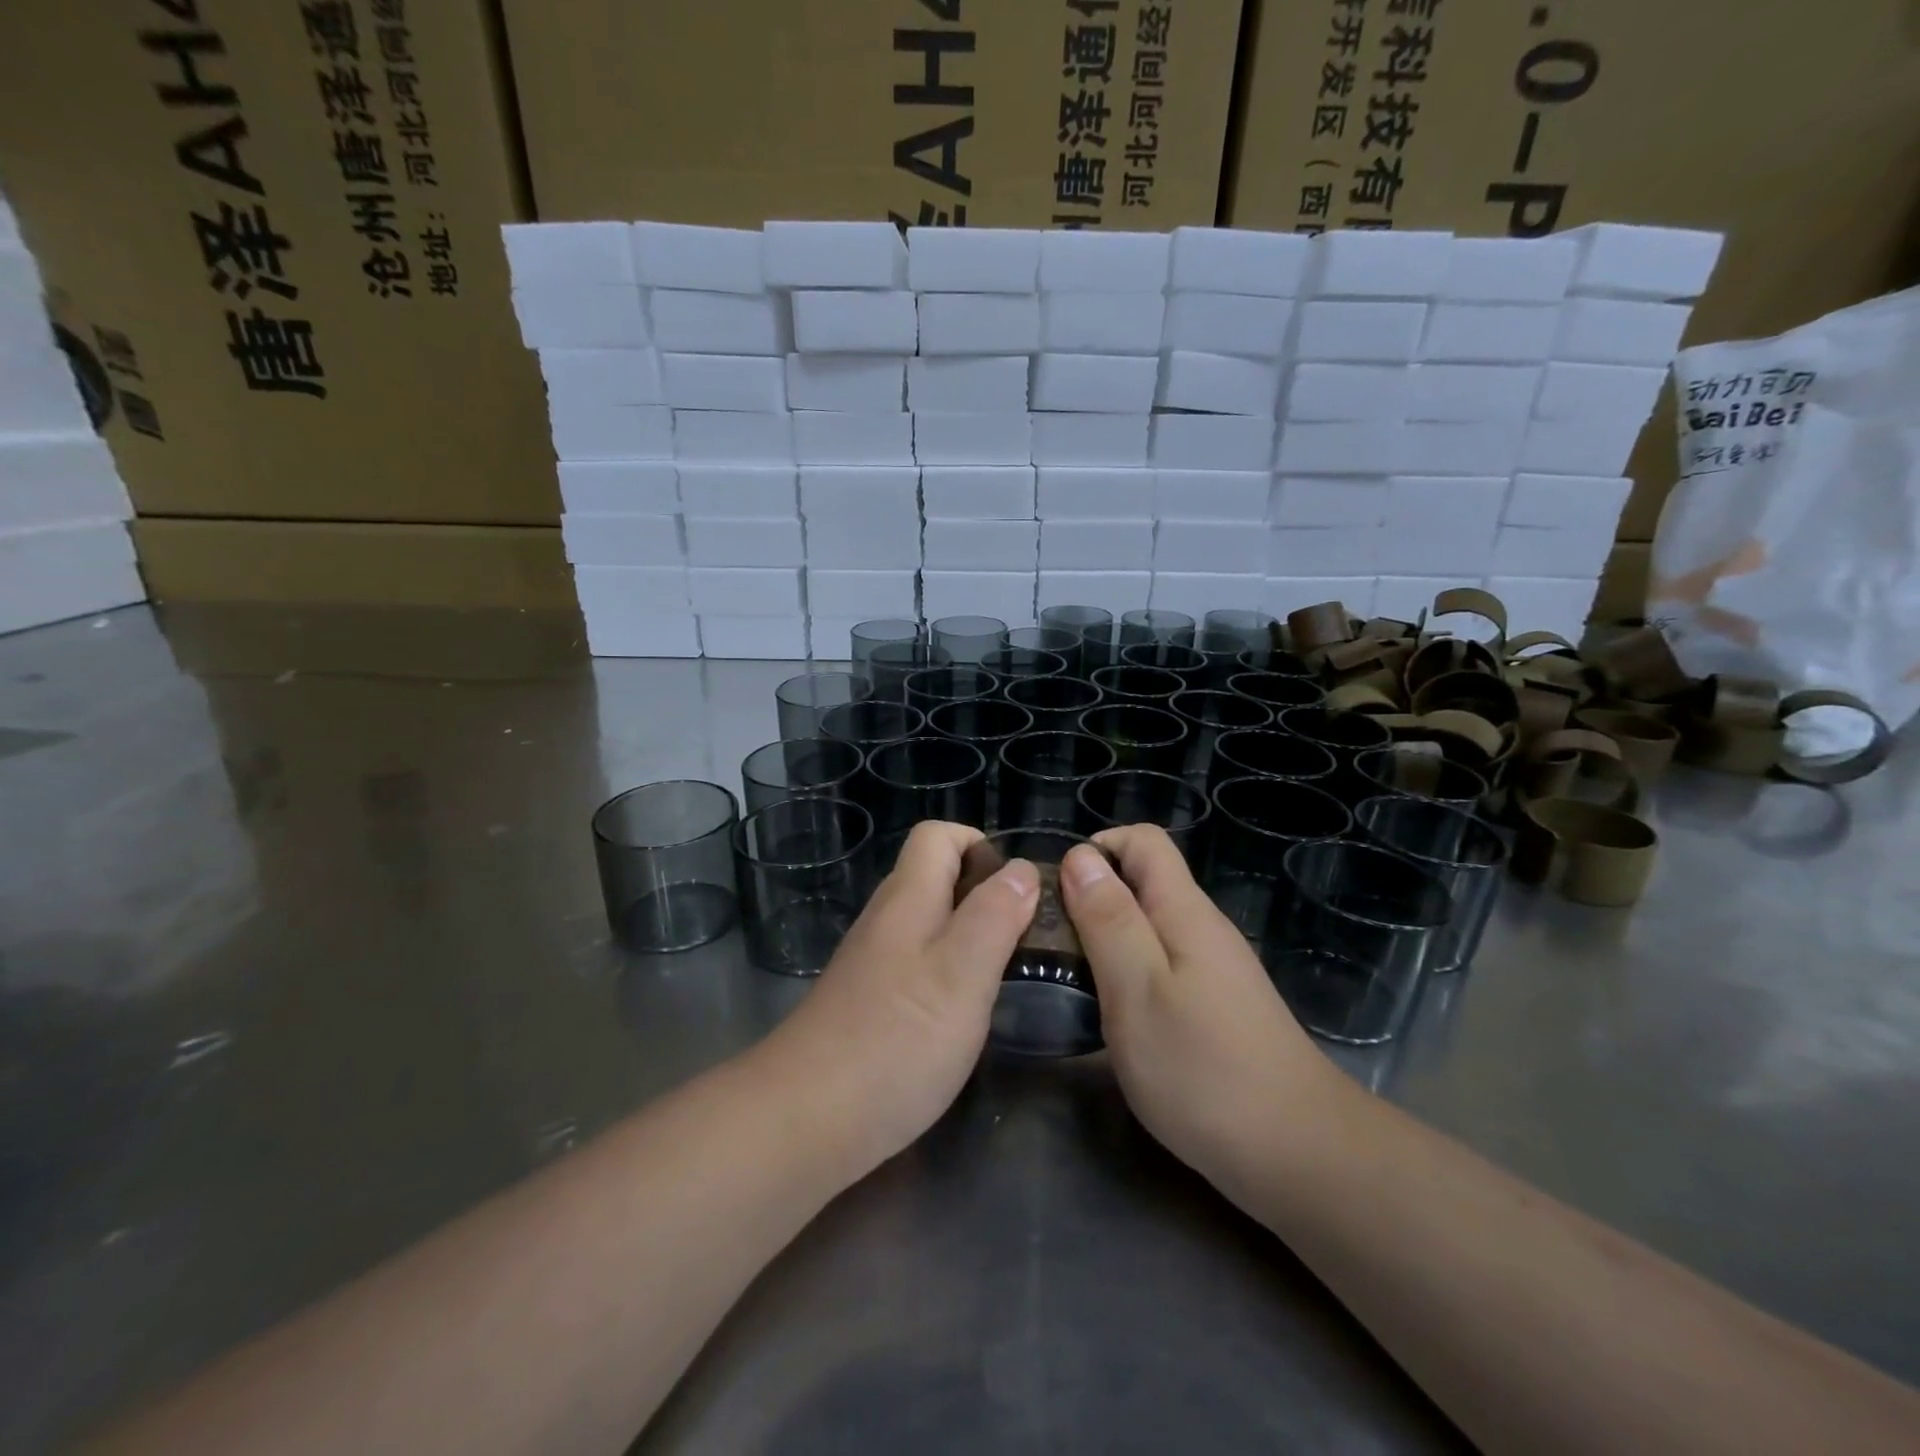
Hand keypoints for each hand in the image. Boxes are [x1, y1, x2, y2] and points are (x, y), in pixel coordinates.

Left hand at [757, 821, 1037, 1178]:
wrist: (805, 1121)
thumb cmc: (896, 1040)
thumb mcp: (963, 974)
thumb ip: (994, 915)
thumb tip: (1020, 867)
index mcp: (907, 898)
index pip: (938, 835)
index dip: (981, 845)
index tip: (1019, 889)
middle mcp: (885, 919)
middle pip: (935, 877)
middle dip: (985, 894)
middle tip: (1026, 939)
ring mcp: (872, 962)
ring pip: (929, 923)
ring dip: (971, 935)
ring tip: (1007, 975)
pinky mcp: (869, 1002)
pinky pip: (917, 964)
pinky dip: (949, 973)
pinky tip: (965, 1014)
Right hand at [1058, 825, 1335, 1188]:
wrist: (1298, 1155)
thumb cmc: (1202, 1069)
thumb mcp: (1137, 989)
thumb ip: (1108, 919)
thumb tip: (1080, 856)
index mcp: (1184, 911)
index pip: (1143, 841)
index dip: (1097, 849)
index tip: (1057, 891)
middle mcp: (1202, 929)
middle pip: (1144, 882)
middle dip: (1092, 897)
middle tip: (1050, 942)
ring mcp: (1213, 970)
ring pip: (1150, 926)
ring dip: (1106, 937)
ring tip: (1069, 977)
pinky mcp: (1216, 1006)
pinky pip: (1162, 964)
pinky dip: (1127, 971)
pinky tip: (1111, 1012)